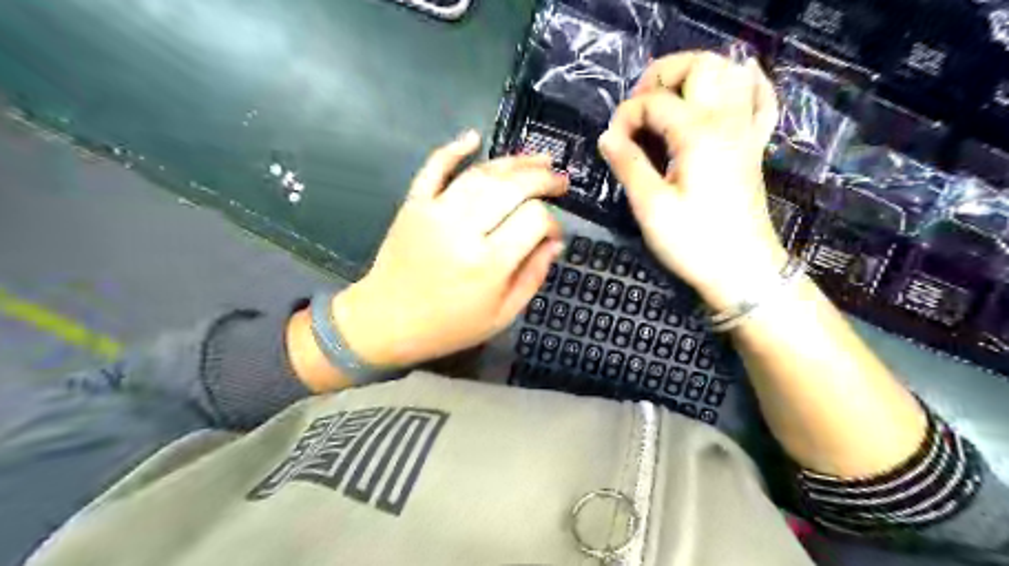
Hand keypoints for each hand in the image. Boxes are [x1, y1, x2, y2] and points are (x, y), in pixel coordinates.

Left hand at [332, 131, 566, 368]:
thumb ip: (533, 276)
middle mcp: (463, 230)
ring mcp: (435, 212)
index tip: (554, 234)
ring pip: (481, 174)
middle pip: (512, 187)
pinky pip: (434, 168)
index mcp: (489, 264)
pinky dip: (453, 149)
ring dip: (513, 161)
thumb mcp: (501, 315)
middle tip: (560, 179)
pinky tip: (474, 136)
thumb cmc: (449, 325)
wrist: (386, 322)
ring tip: (537, 159)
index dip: (553, 222)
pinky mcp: (413, 204)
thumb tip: (555, 242)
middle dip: (542, 178)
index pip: (535, 220)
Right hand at [596, 50, 787, 308]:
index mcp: (698, 133)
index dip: (625, 117)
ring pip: (732, 74)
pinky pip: (761, 100)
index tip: (612, 144)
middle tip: (638, 108)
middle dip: (661, 76)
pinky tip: (735, 84)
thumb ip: (628, 164)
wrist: (742, 271)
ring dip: (697, 74)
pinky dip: (748, 83)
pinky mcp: (753, 147)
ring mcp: (746, 131)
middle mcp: (727, 120)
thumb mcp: (651, 206)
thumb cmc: (693, 242)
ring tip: (670, 98)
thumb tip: (607, 136)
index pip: (653, 102)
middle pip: (700, 65)